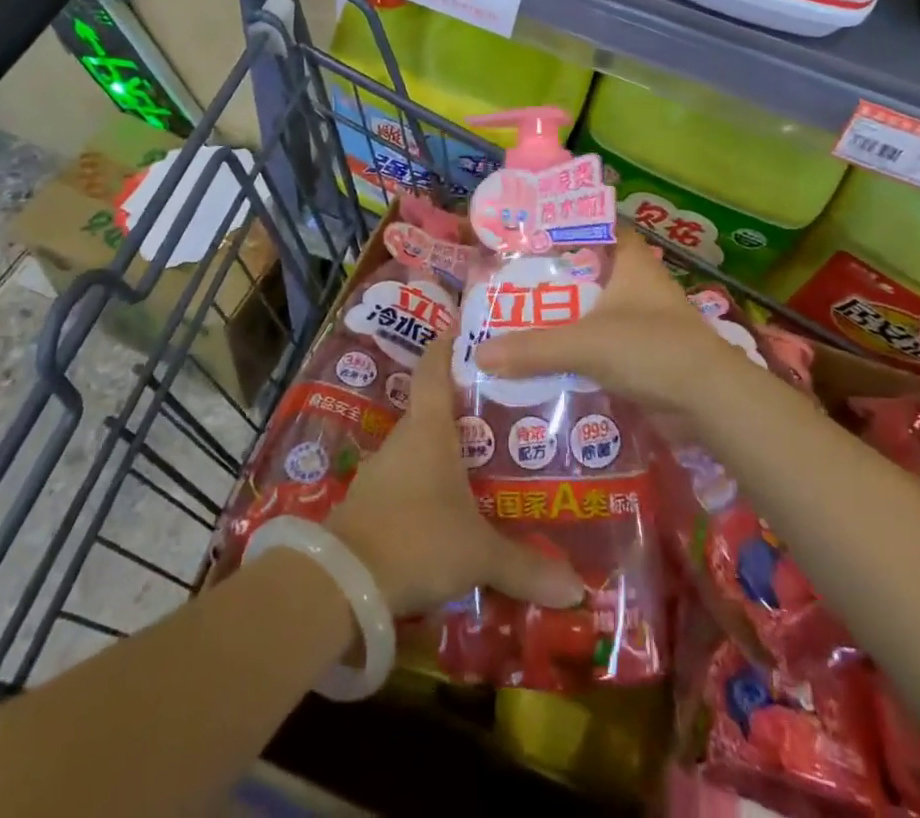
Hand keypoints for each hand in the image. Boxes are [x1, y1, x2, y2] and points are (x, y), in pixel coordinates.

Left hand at [326, 336, 584, 616]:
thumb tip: (579, 590)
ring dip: (446, 449)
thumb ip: (526, 567)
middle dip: (464, 406)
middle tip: (503, 408)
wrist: (341, 585)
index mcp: (429, 429)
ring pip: (419, 447)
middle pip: (433, 407)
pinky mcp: (370, 502)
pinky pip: (406, 480)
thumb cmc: (417, 541)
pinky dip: (428, 484)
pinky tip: (449, 505)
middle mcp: (404, 440)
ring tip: (484, 458)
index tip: (468, 329)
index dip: (448, 344)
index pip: (434, 368)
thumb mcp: (478, 554)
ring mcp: (382, 470)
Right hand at [473, 227, 767, 419]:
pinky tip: (553, 360)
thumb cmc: (651, 348)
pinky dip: (584, 351)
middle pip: (595, 271)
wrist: (711, 401)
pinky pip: (608, 345)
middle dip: (560, 278)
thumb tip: (479, 353)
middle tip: (517, 282)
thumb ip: (533, 348)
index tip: (536, 233)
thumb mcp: (585, 343)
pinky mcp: (650, 356)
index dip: (572, 226)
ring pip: (600, 310)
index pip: (602, 227)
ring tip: (526, 320)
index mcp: (633, 262)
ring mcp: (648, 321)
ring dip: (571, 317)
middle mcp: (642, 285)